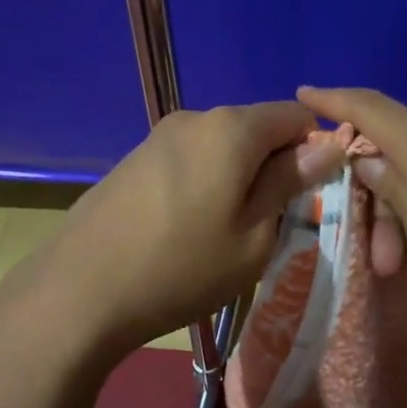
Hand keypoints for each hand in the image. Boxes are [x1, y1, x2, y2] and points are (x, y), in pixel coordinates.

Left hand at [0, 102, 344, 360]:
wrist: (80, 290)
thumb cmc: (181, 268)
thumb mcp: (254, 236)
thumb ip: (290, 183)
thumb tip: (327, 147)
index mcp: (232, 128)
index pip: (296, 116)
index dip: (313, 151)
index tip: (307, 198)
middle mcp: (195, 118)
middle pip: (256, 129)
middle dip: (273, 166)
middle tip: (267, 225)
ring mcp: (158, 136)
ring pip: (222, 147)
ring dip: (237, 178)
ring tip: (223, 233)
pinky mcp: (134, 159)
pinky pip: (190, 160)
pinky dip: (205, 183)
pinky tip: (185, 228)